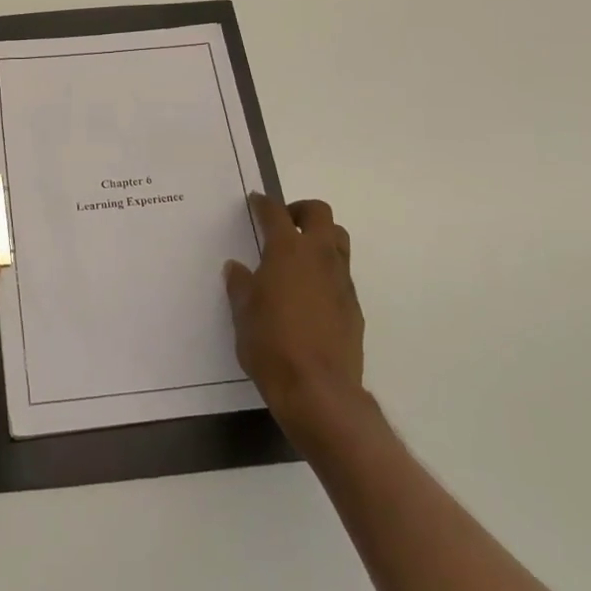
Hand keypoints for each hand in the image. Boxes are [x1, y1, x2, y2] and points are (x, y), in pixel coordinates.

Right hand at [225, 194, 370, 446]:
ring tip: (299, 255)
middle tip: (283, 224)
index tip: (255, 200)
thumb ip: (241, 285)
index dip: (263, 203)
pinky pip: (342, 273)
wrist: (318, 390)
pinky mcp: (354, 305)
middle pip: (319, 213)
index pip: (275, 213)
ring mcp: (341, 280)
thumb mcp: (243, 313)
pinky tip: (309, 292)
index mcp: (287, 251)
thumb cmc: (270, 345)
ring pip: (338, 239)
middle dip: (300, 211)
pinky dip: (326, 270)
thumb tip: (237, 268)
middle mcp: (318, 257)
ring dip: (320, 236)